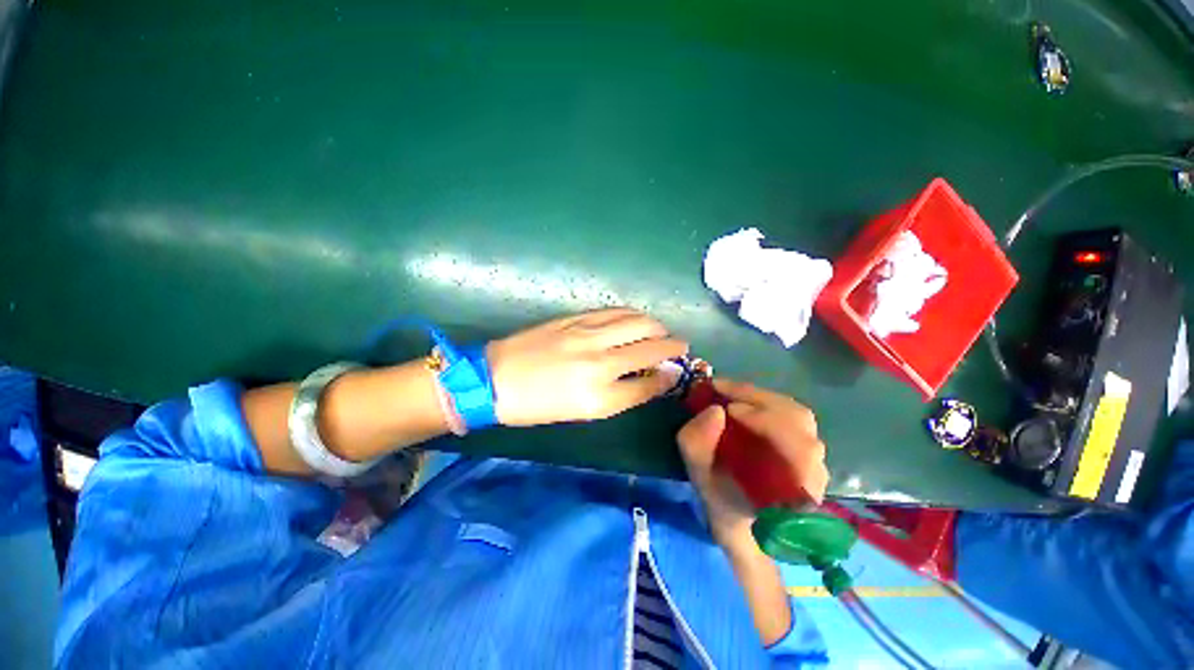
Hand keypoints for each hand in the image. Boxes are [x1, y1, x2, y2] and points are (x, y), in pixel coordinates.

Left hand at [485, 308, 688, 425]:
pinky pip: (615, 311)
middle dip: (673, 344)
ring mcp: (587, 334)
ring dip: (656, 325)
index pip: (650, 381)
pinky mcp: (576, 318)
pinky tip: (637, 317)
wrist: (497, 378)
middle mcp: (599, 361)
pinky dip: (633, 313)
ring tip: (661, 330)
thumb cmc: (539, 404)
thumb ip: (623, 394)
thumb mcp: (584, 411)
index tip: (679, 368)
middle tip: (679, 345)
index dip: (670, 374)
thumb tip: (653, 377)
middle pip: (651, 345)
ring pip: (637, 321)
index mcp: (600, 394)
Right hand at [677, 378, 828, 544]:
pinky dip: (767, 403)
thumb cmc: (721, 498)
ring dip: (762, 399)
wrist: (740, 518)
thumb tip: (714, 411)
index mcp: (793, 491)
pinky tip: (745, 404)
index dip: (763, 420)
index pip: (795, 446)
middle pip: (798, 420)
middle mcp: (814, 473)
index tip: (726, 408)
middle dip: (757, 399)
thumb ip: (698, 444)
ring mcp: (816, 459)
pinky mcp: (809, 449)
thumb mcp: (698, 475)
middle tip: (723, 391)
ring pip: (797, 415)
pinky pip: (793, 417)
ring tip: (731, 395)